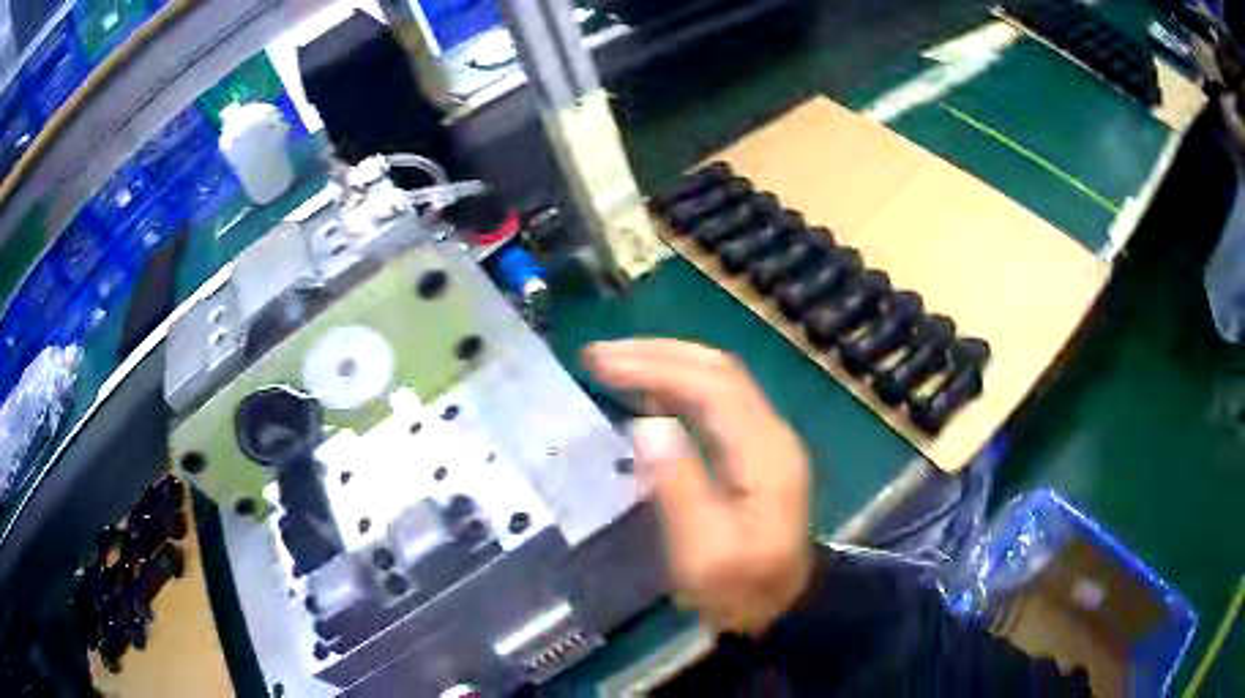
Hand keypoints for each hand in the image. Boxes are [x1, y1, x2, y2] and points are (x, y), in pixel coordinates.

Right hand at [583, 339, 812, 634]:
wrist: (781, 605)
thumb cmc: (740, 588)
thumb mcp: (705, 553)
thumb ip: (679, 488)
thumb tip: (645, 425)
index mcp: (764, 454)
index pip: (712, 386)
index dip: (655, 366)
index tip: (602, 364)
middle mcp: (771, 433)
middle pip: (718, 369)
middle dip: (657, 353)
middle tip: (600, 355)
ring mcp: (766, 438)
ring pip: (719, 378)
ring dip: (666, 362)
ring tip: (615, 364)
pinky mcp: (755, 449)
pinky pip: (717, 400)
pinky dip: (678, 385)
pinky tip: (648, 391)